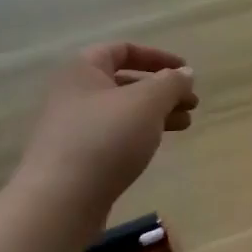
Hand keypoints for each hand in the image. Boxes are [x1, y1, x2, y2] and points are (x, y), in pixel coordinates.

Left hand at [10, 43, 197, 223]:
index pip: (122, 50)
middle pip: (124, 82)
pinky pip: (114, 136)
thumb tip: (184, 74)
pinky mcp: (76, 158)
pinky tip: (157, 145)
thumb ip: (171, 83)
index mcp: (83, 70)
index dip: (157, 56)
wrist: (60, 201)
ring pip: (122, 111)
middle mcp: (73, 94)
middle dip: (162, 90)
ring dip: (156, 113)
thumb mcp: (147, 102)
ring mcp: (72, 128)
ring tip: (185, 125)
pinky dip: (139, 134)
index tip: (186, 72)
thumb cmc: (106, 138)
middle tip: (192, 103)